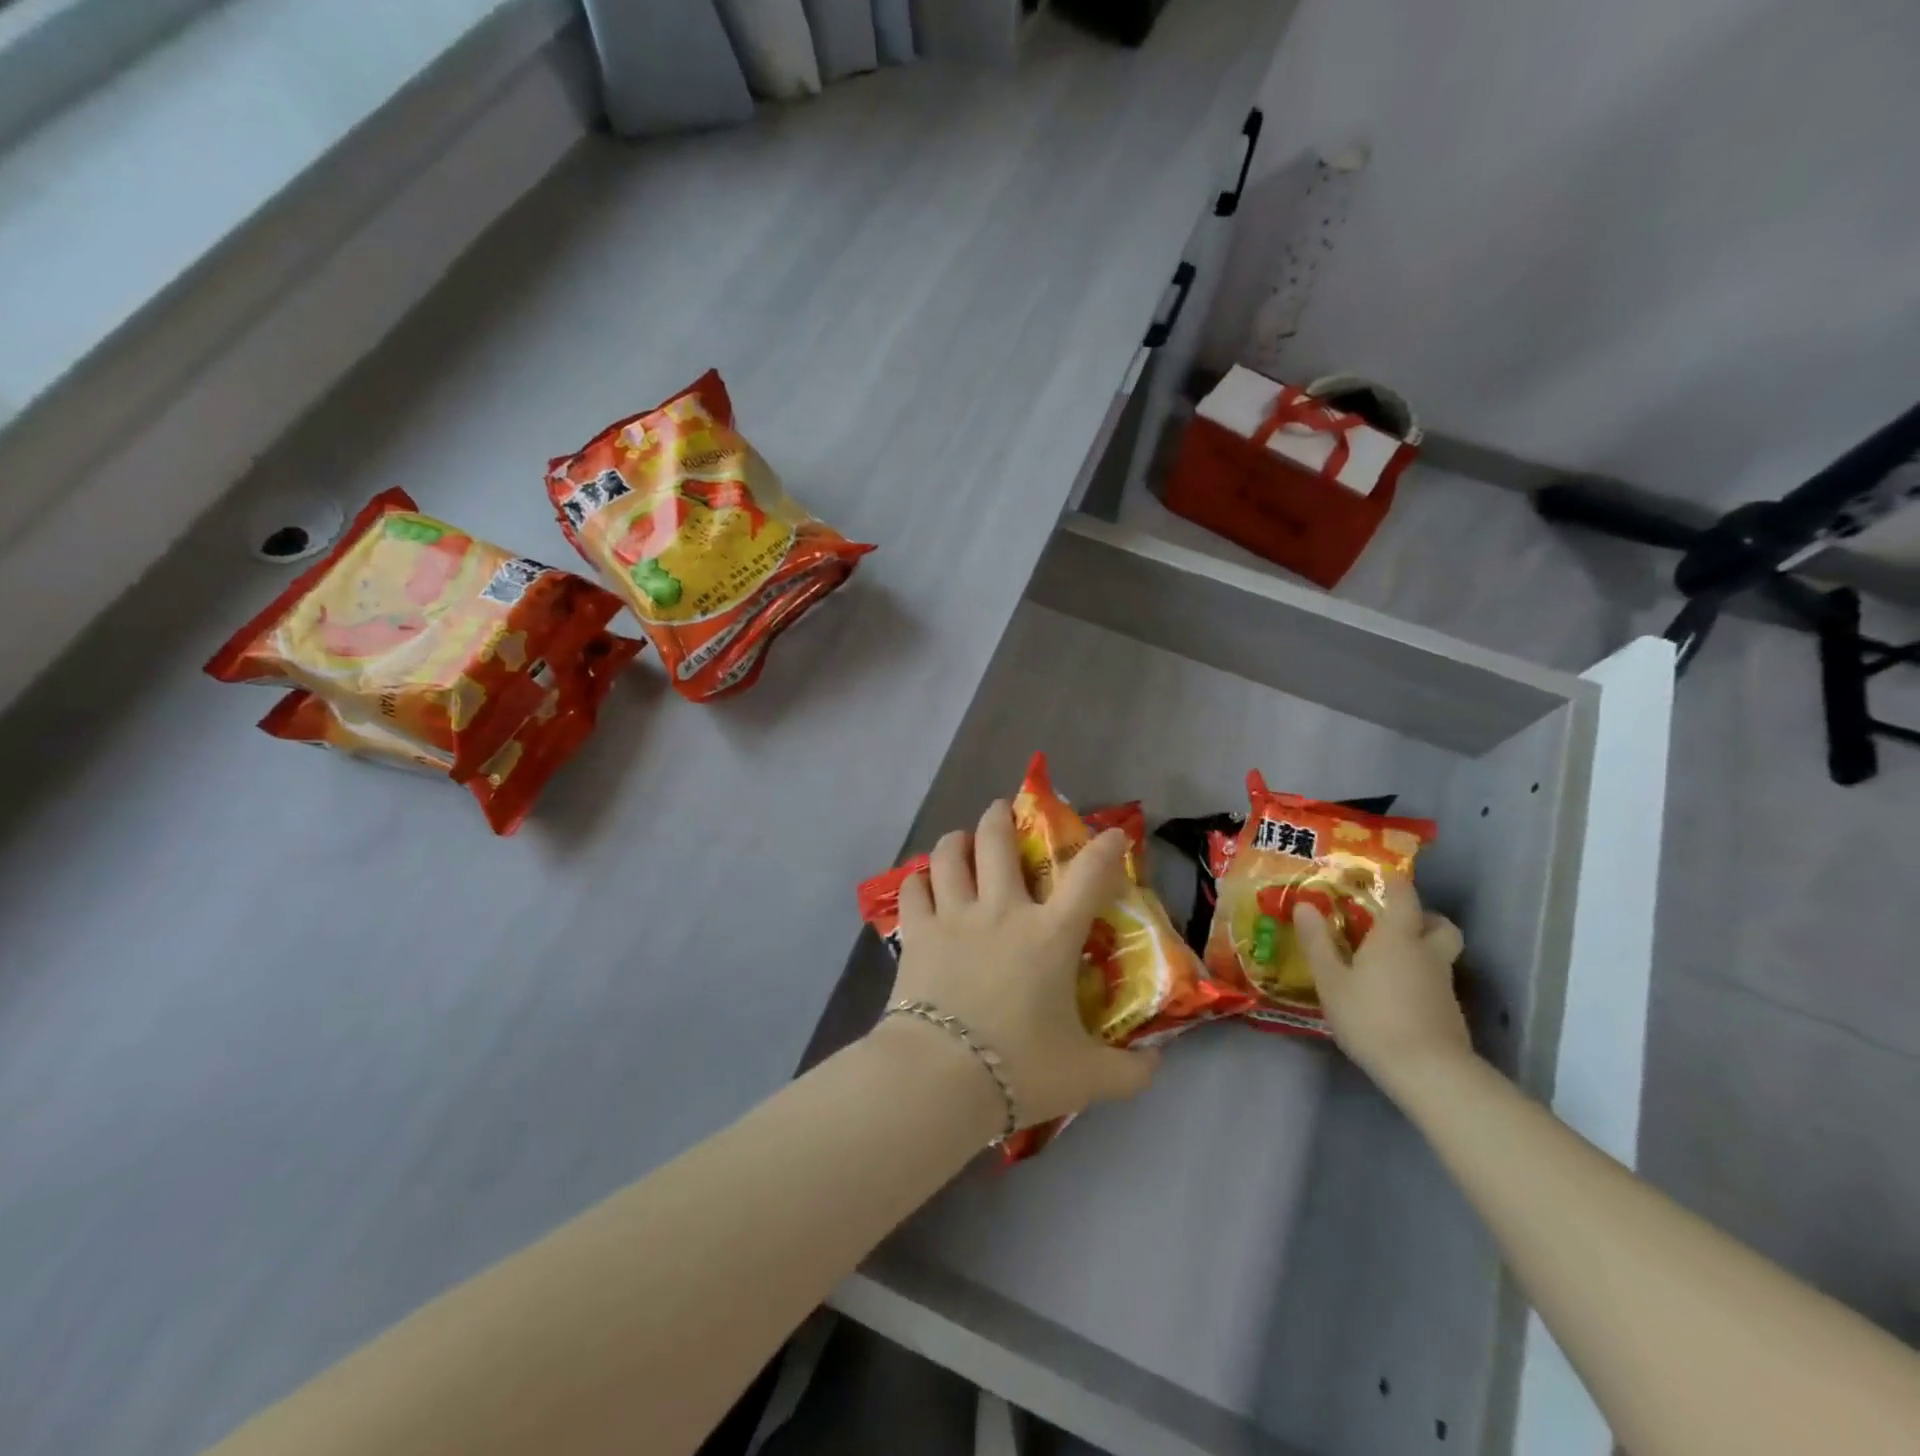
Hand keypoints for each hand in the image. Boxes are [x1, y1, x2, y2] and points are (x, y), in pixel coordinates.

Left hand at [879, 800, 1161, 1130]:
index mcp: (1049, 935)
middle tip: (1004, 810)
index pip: (1088, 876)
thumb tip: (1158, 1065)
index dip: (1106, 848)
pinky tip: (923, 884)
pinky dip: (919, 880)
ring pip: (950, 854)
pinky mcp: (917, 933)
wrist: (941, 1077)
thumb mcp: (1086, 1077)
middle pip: (998, 841)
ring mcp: (954, 917)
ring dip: (957, 840)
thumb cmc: (1019, 1069)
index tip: (1112, 834)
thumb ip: (1129, 1072)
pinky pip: (913, 889)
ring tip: (961, 841)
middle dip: (1002, 816)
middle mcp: (1001, 911)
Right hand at [1294, 871, 1471, 1099]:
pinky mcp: (1450, 1013)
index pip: (1405, 895)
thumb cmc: (1372, 1017)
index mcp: (1397, 936)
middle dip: (1423, 918)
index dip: (1394, 882)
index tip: (1376, 877)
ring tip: (1386, 964)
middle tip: (1393, 924)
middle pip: (1440, 924)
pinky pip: (1435, 983)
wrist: (1428, 1072)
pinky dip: (1420, 981)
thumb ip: (1318, 942)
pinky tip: (1395, 998)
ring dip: (1421, 951)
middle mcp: (1427, 953)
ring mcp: (1443, 984)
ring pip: (1439, 955)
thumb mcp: (1331, 980)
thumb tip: (1304, 904)